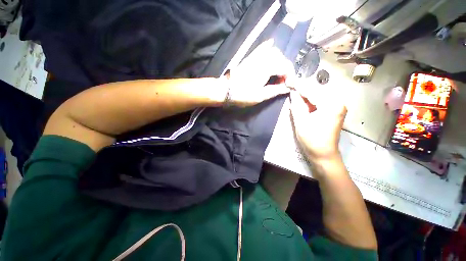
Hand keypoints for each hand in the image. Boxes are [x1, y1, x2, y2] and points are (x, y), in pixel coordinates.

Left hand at [225, 39, 292, 106]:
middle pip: (281, 58)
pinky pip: (261, 48)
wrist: (225, 91)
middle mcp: (262, 58)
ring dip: (279, 61)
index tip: (290, 85)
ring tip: (278, 73)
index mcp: (266, 68)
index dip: (290, 76)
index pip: (285, 67)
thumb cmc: (242, 95)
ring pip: (273, 52)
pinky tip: (271, 46)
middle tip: (284, 81)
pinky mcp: (249, 58)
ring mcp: (255, 57)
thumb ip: (275, 91)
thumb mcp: (260, 96)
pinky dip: (268, 47)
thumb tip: (287, 88)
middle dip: (286, 69)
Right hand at [289, 89, 346, 162]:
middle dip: (302, 89)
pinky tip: (302, 101)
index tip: (288, 80)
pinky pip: (320, 102)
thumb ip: (297, 105)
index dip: (298, 86)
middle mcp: (338, 102)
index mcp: (331, 105)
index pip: (312, 92)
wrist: (324, 154)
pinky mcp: (334, 111)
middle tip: (290, 86)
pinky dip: (310, 101)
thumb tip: (293, 92)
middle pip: (316, 92)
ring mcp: (338, 107)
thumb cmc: (312, 140)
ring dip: (305, 95)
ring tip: (294, 92)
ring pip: (318, 96)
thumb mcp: (301, 122)